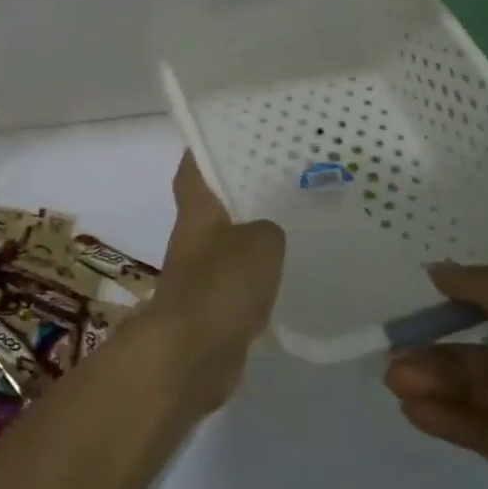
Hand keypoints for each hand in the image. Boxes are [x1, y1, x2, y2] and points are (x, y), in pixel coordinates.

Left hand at [139, 154, 285, 410]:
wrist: (191, 356)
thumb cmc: (220, 287)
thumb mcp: (259, 243)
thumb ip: (268, 227)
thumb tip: (266, 232)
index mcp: (197, 212)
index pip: (194, 167)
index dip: (206, 147)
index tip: (232, 132)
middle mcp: (194, 238)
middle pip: (215, 204)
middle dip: (242, 190)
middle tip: (284, 175)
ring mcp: (201, 274)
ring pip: (230, 242)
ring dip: (254, 234)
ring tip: (296, 220)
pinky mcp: (214, 307)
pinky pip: (240, 281)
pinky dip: (260, 276)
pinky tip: (291, 273)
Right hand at [383, 264, 487, 488]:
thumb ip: (486, 288)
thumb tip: (436, 269)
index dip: (452, 304)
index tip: (412, 299)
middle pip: (469, 355)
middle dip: (430, 354)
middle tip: (391, 354)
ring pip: (464, 391)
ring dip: (428, 383)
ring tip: (394, 380)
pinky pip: (470, 428)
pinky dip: (440, 417)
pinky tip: (410, 408)